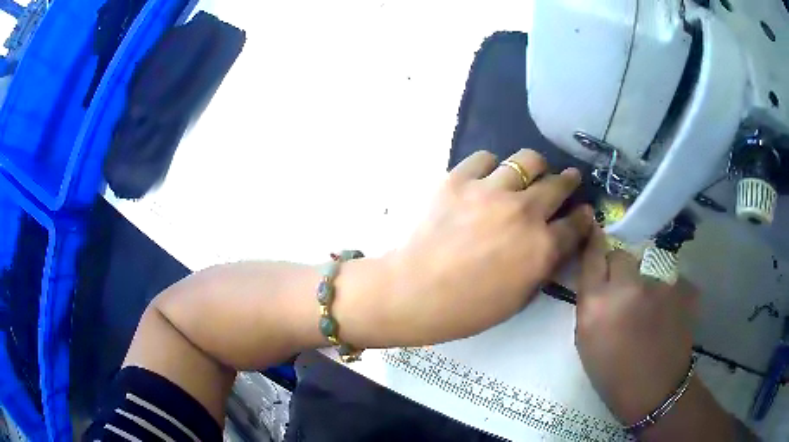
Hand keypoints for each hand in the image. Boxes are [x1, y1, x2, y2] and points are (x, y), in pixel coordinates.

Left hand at [383, 149, 593, 345]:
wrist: (412, 291)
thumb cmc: (466, 308)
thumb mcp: (518, 298)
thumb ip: (542, 266)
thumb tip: (555, 242)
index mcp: (541, 248)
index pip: (575, 225)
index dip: (583, 217)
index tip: (583, 211)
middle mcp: (523, 212)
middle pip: (557, 184)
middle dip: (567, 181)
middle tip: (566, 180)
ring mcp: (490, 190)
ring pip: (527, 160)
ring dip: (534, 168)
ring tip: (528, 174)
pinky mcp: (458, 179)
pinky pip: (484, 158)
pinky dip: (491, 166)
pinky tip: (486, 179)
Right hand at [575, 226, 698, 424]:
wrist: (656, 390)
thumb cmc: (613, 375)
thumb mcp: (586, 342)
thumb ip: (589, 305)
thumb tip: (595, 278)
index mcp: (597, 304)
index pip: (592, 255)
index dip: (594, 243)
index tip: (595, 235)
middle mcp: (627, 286)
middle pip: (621, 254)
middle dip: (619, 265)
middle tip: (623, 286)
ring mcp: (657, 284)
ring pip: (645, 265)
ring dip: (643, 279)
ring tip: (648, 306)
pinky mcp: (679, 287)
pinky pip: (665, 278)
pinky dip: (662, 290)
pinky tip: (664, 311)